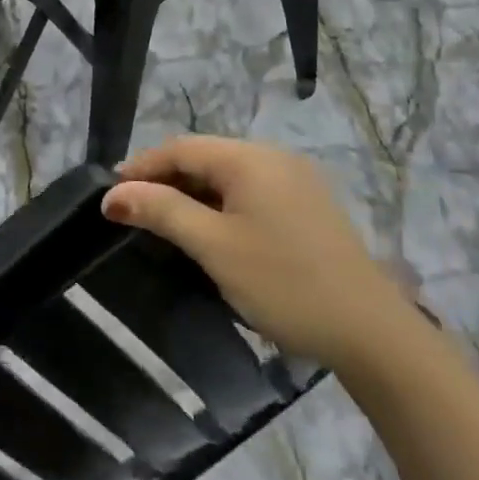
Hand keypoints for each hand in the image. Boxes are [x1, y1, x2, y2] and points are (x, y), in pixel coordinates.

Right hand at [102, 136, 413, 379]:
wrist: (369, 331)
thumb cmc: (283, 283)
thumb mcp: (214, 246)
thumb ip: (162, 211)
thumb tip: (113, 193)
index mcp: (250, 158)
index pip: (181, 148)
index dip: (141, 168)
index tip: (109, 195)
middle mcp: (273, 157)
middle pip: (204, 157)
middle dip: (165, 180)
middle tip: (132, 211)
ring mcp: (295, 180)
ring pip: (228, 175)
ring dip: (192, 193)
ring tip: (163, 222)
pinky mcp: (307, 205)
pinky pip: (250, 191)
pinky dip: (221, 204)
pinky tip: (210, 231)